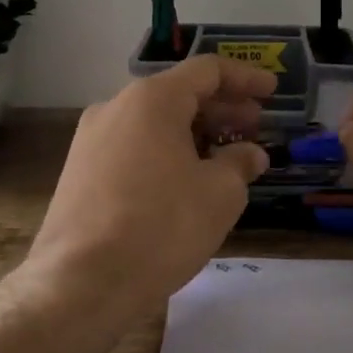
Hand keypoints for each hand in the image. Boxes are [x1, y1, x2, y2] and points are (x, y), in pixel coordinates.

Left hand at [28, 56, 274, 310]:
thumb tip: (249, 154)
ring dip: (194, 132)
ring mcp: (91, 139)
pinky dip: (166, 152)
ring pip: (154, 122)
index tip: (273, 93)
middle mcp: (116, 107)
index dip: (245, 78)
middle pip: (179, 94)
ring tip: (225, 157)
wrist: (80, 282)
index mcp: (152, 100)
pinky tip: (185, 180)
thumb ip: (240, 163)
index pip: (207, 70)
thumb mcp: (219, 194)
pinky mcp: (79, 171)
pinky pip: (133, 147)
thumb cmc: (161, 226)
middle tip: (254, 126)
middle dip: (221, 108)